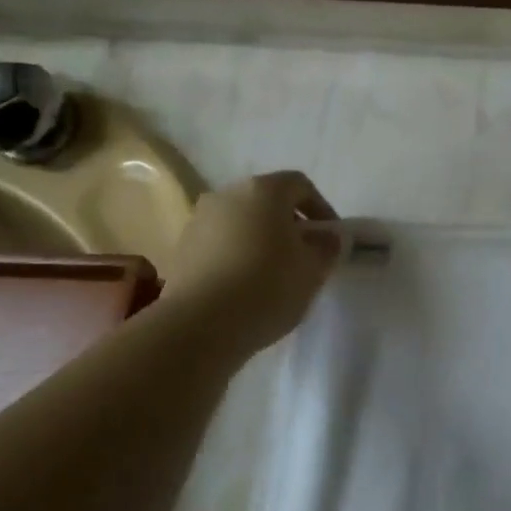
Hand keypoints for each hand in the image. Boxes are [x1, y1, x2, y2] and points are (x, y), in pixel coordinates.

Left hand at [165, 171, 343, 358]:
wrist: (198, 325)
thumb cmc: (267, 287)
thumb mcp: (313, 270)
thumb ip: (327, 247)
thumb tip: (327, 237)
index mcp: (263, 190)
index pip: (300, 185)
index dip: (322, 208)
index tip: (331, 238)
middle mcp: (227, 195)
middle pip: (267, 201)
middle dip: (289, 224)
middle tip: (304, 256)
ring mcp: (198, 221)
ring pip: (240, 223)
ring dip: (260, 241)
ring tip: (273, 276)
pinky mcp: (180, 250)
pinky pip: (219, 244)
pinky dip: (236, 257)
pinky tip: (244, 288)